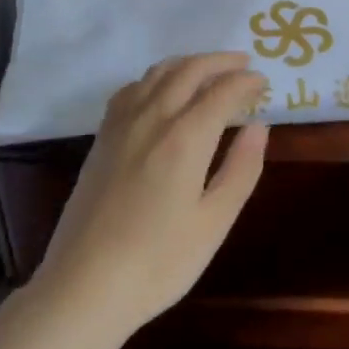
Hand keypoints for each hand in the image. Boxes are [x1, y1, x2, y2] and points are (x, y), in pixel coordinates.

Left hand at [33, 53, 267, 340]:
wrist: (84, 286)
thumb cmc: (159, 262)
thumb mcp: (214, 222)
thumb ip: (241, 169)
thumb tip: (259, 127)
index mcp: (185, 138)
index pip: (223, 92)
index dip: (247, 83)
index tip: (264, 83)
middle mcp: (153, 118)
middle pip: (189, 71)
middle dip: (220, 62)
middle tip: (243, 64)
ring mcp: (122, 125)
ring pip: (158, 72)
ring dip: (188, 63)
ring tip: (208, 70)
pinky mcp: (102, 137)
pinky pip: (131, 89)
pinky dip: (155, 78)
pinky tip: (160, 90)